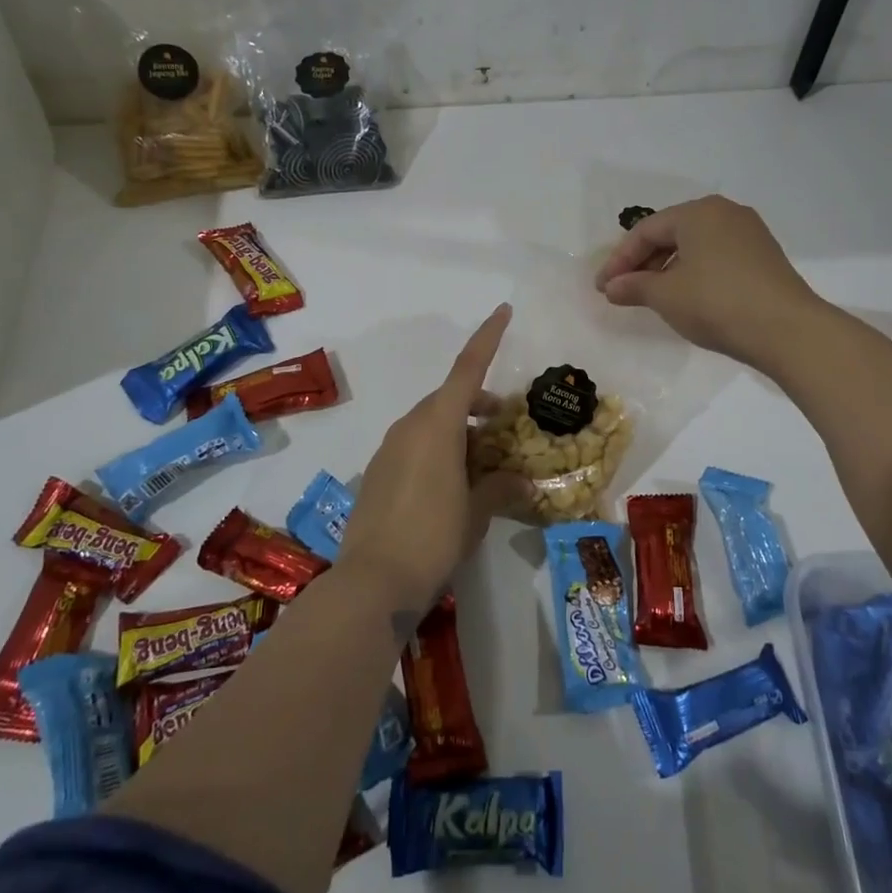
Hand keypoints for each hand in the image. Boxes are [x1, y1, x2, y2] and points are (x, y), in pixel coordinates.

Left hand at [337, 304, 530, 616]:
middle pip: (450, 399)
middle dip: (479, 404)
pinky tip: (453, 485)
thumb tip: (520, 481)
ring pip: (431, 424)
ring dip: (460, 431)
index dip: (487, 338)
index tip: (503, 311)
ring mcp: (389, 449)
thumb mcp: (477, 512)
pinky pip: (414, 446)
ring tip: (485, 462)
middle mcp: (410, 427)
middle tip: (507, 425)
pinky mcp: (378, 473)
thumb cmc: (433, 536)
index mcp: (437, 424)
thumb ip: (500, 488)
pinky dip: (439, 450)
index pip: (467, 369)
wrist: (372, 581)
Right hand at [595, 196, 824, 372]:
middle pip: (671, 234)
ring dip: (668, 269)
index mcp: (698, 212)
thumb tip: (611, 288)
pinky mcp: (764, 257)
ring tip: (651, 297)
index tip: (602, 287)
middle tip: (623, 290)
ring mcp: (749, 234)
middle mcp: (725, 213)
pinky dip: (694, 273)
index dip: (619, 260)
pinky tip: (686, 297)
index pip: (646, 231)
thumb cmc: (716, 303)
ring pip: (695, 246)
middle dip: (643, 263)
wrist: (787, 330)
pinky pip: (717, 257)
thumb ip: (633, 286)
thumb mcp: (666, 296)